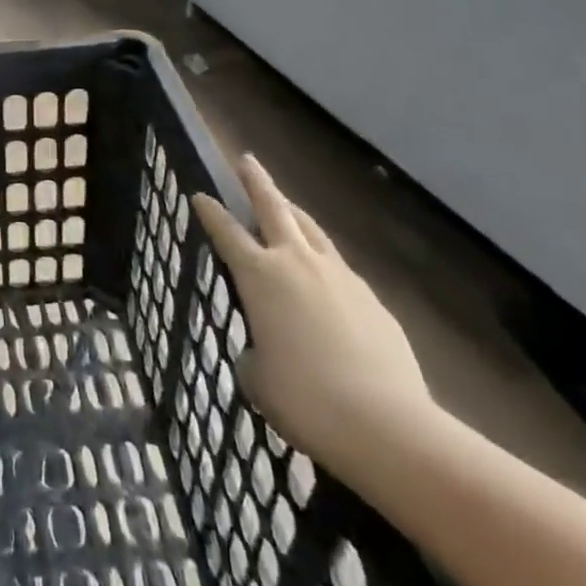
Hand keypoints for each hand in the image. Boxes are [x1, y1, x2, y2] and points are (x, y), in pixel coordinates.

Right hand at [194, 157, 438, 476]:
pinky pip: (340, 267)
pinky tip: (324, 281)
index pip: (226, 231)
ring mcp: (340, 276)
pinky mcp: (372, 299)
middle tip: (246, 160)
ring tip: (287, 207)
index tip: (200, 194)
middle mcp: (297, 262)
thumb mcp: (257, 377)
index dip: (210, 211)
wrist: (385, 424)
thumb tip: (265, 350)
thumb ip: (254, 352)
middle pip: (274, 207)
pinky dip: (324, 262)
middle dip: (257, 181)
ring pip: (312, 230)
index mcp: (259, 276)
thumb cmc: (303, 398)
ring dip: (294, 214)